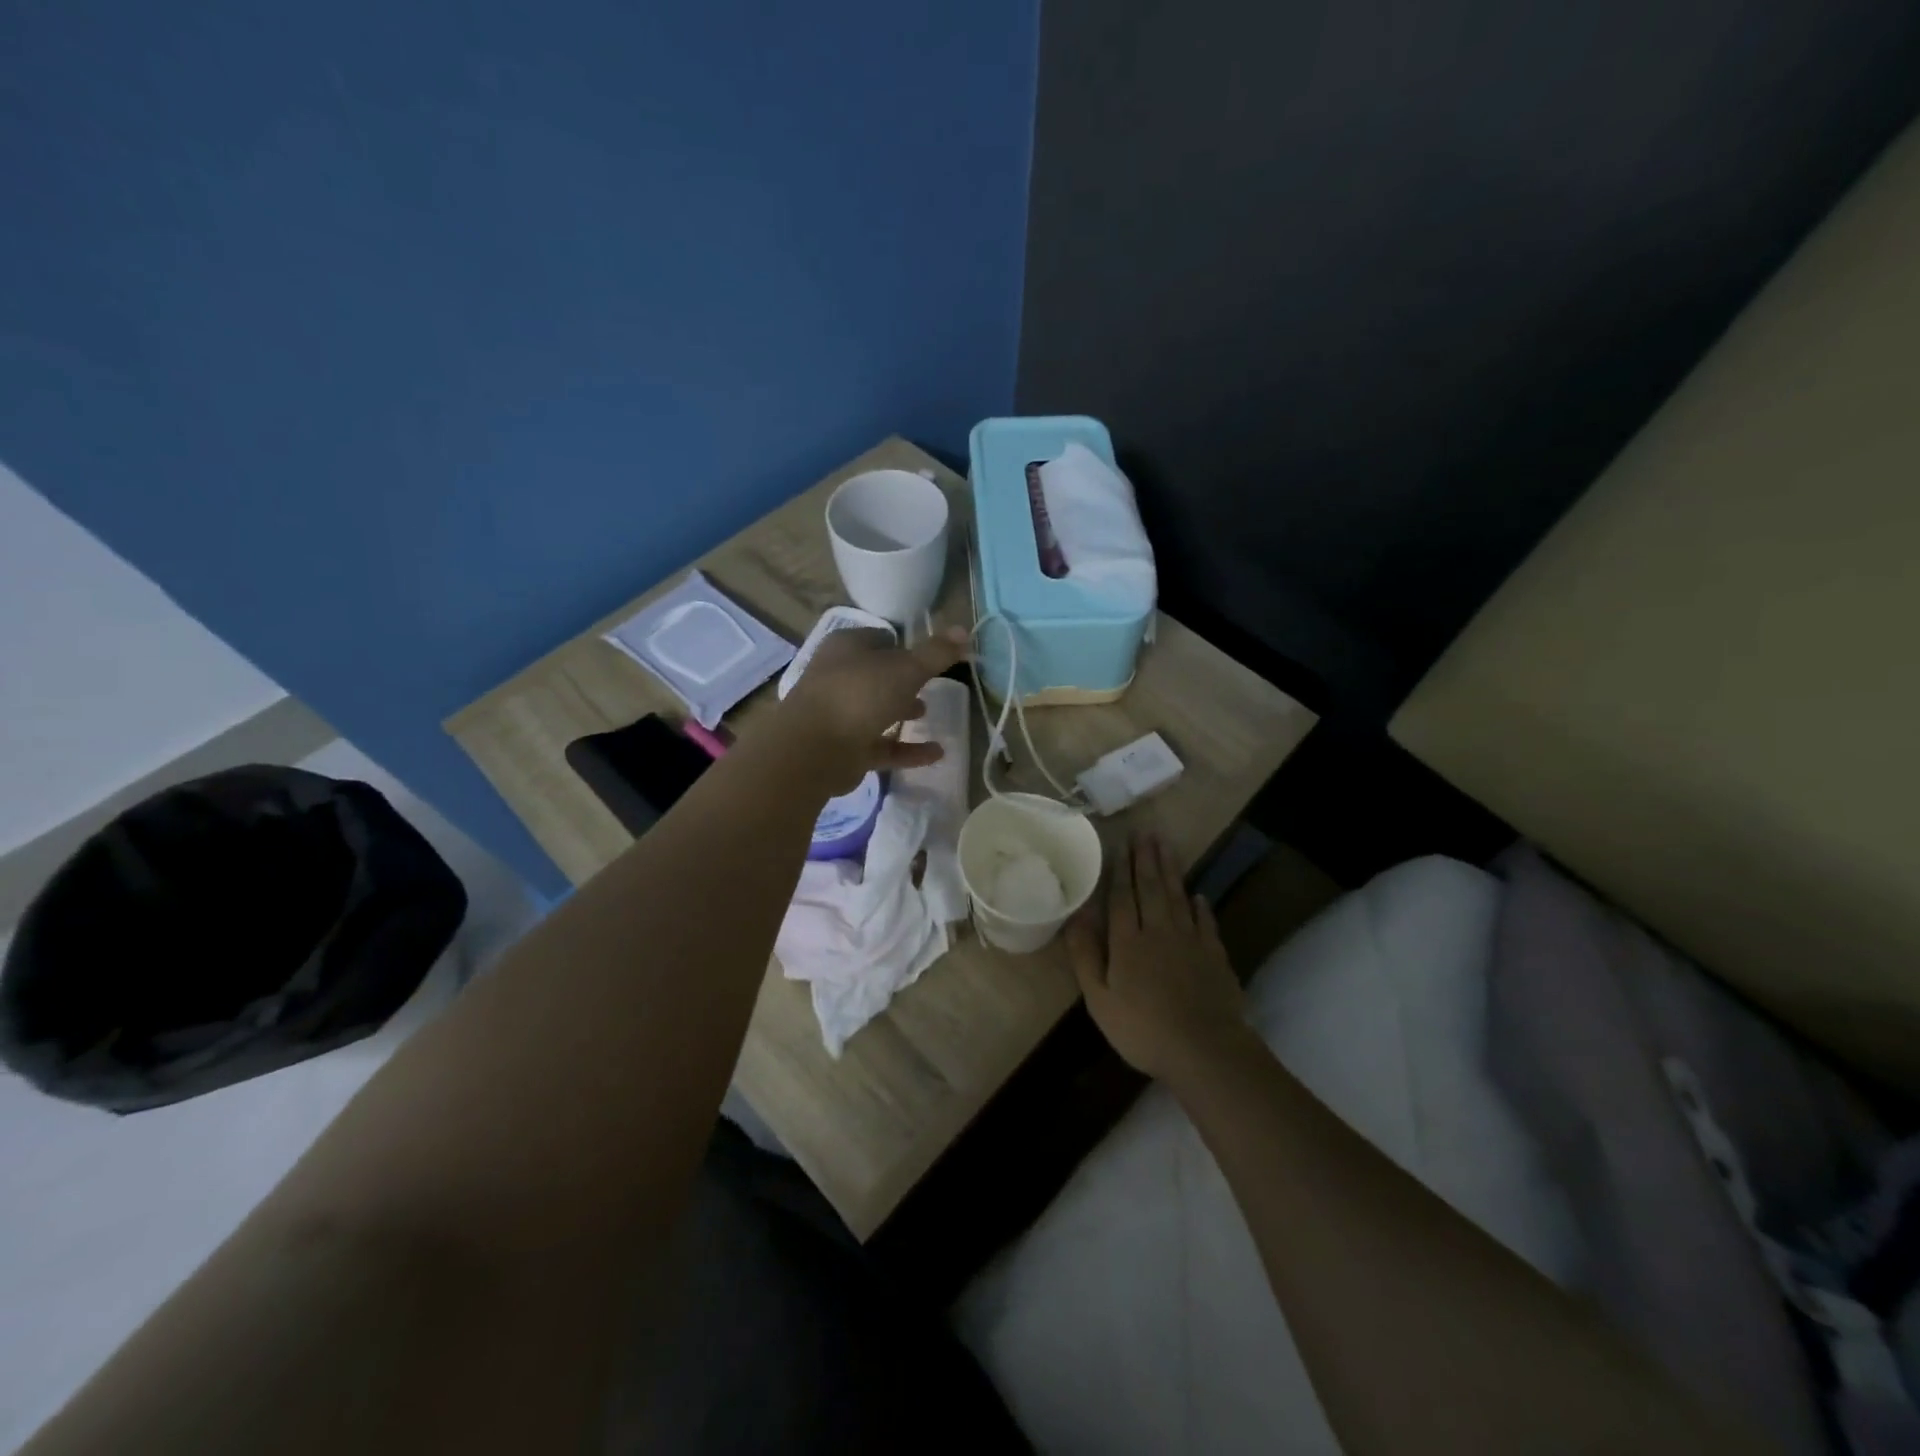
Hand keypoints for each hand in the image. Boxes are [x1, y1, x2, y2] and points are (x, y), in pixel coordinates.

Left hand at [776, 626, 968, 791]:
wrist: (814, 749)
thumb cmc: (860, 694)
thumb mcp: (906, 668)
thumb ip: (936, 653)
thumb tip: (964, 630)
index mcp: (847, 647)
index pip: (879, 638)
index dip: (905, 645)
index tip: (930, 655)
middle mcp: (839, 676)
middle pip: (876, 674)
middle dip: (902, 679)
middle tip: (930, 683)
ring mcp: (840, 714)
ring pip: (876, 709)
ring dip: (900, 711)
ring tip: (928, 713)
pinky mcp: (845, 749)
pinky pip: (883, 746)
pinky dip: (908, 749)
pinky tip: (937, 753)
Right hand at [1067, 832, 1248, 1080]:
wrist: (1205, 1050)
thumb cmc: (1143, 1029)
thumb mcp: (1100, 999)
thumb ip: (1086, 955)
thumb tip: (1076, 915)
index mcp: (1127, 941)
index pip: (1121, 897)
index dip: (1120, 870)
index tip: (1120, 844)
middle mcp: (1158, 931)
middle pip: (1151, 888)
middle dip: (1146, 859)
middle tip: (1145, 832)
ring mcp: (1190, 941)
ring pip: (1178, 897)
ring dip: (1171, 870)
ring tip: (1166, 846)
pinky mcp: (1214, 955)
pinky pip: (1205, 922)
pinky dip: (1200, 906)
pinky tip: (1198, 895)